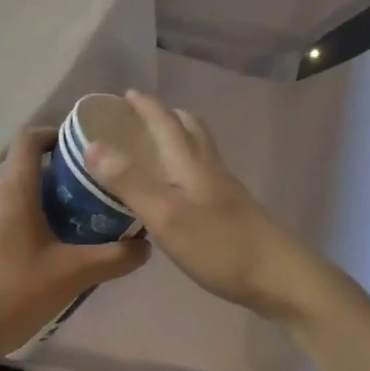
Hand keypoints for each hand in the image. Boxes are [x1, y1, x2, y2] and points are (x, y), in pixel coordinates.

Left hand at [0, 128, 148, 369]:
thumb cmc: (13, 292)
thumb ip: (113, 257)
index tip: (82, 147)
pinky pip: (1, 210)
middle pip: (21, 161)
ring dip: (39, 191)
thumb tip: (145, 245)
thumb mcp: (72, 275)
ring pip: (11, 188)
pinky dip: (24, 212)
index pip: (29, 138)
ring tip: (73, 211)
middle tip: (88, 182)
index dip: (54, 133)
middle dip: (55, 165)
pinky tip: (45, 243)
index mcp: (13, 189)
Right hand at [83, 90, 329, 323]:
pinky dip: (184, 163)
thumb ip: (130, 181)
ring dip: (177, 137)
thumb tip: (92, 145)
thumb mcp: (165, 215)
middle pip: (189, 127)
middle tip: (139, 120)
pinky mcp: (231, 206)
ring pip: (198, 147)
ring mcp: (223, 186)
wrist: (277, 275)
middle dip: (165, 116)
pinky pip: (202, 169)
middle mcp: (208, 166)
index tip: (125, 95)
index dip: (145, 105)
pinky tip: (175, 189)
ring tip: (154, 149)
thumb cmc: (218, 245)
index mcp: (189, 161)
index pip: (165, 121)